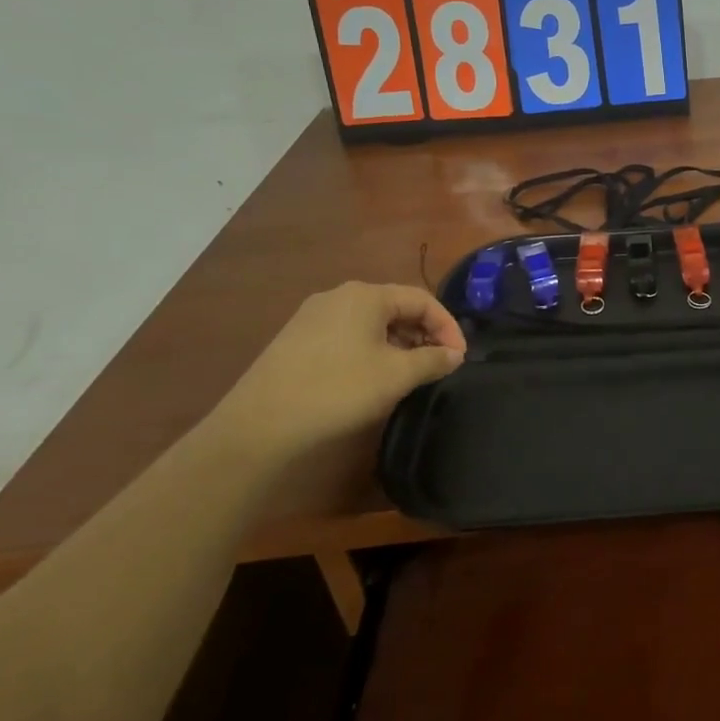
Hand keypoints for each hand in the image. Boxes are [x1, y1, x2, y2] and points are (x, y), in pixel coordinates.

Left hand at [206, 282, 465, 464]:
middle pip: (396, 307)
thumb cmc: (338, 389)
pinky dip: (372, 350)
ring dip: (399, 343)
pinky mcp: (297, 340)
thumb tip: (454, 355)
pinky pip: (348, 335)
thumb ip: (432, 360)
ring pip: (371, 323)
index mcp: (366, 295)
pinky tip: (374, 377)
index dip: (448, 326)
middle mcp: (339, 296)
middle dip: (424, 334)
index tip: (460, 357)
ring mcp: (313, 317)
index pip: (422, 299)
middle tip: (439, 364)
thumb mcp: (396, 375)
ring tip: (411, 373)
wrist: (259, 425)